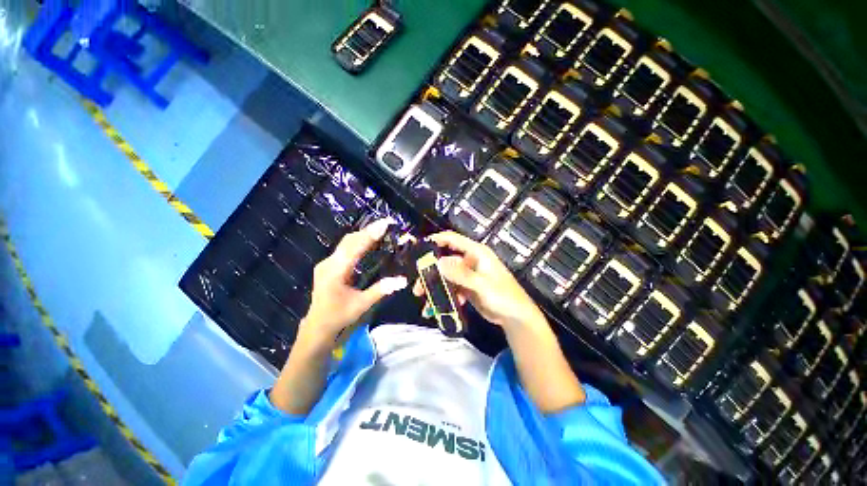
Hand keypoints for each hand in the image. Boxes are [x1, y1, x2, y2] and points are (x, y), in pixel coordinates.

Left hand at [301, 218, 407, 346]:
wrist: (317, 325)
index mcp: (336, 271)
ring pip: (346, 243)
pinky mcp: (328, 265)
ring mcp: (327, 263)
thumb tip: (403, 280)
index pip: (354, 247)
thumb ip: (381, 290)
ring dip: (363, 235)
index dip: (370, 234)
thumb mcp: (362, 304)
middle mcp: (329, 263)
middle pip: (349, 241)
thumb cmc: (339, 316)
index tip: (384, 224)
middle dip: (368, 231)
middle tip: (387, 224)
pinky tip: (368, 241)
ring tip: (381, 229)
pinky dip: (358, 242)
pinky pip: (344, 248)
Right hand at [412, 231, 547, 331]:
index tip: (419, 248)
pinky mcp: (467, 287)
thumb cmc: (503, 296)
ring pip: (446, 276)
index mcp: (476, 253)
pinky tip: (437, 307)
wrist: (515, 317)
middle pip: (445, 260)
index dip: (436, 240)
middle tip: (418, 287)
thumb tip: (438, 263)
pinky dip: (444, 296)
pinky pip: (451, 288)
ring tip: (424, 299)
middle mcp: (470, 261)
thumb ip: (461, 274)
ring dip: (435, 287)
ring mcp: (468, 275)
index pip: (453, 239)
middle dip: (431, 272)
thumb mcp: (481, 284)